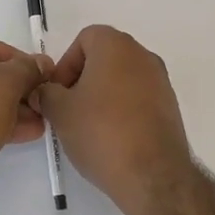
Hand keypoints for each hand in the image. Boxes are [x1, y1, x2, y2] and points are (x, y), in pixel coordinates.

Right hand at [35, 25, 194, 214]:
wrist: (153, 175)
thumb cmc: (101, 132)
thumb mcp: (59, 112)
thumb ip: (45, 93)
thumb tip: (44, 92)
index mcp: (116, 46)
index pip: (84, 39)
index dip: (66, 64)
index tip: (58, 93)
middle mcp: (143, 55)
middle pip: (104, 58)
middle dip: (82, 80)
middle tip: (68, 109)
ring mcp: (161, 81)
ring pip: (122, 78)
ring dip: (102, 95)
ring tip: (88, 127)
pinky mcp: (170, 106)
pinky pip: (138, 98)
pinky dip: (122, 109)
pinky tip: (112, 138)